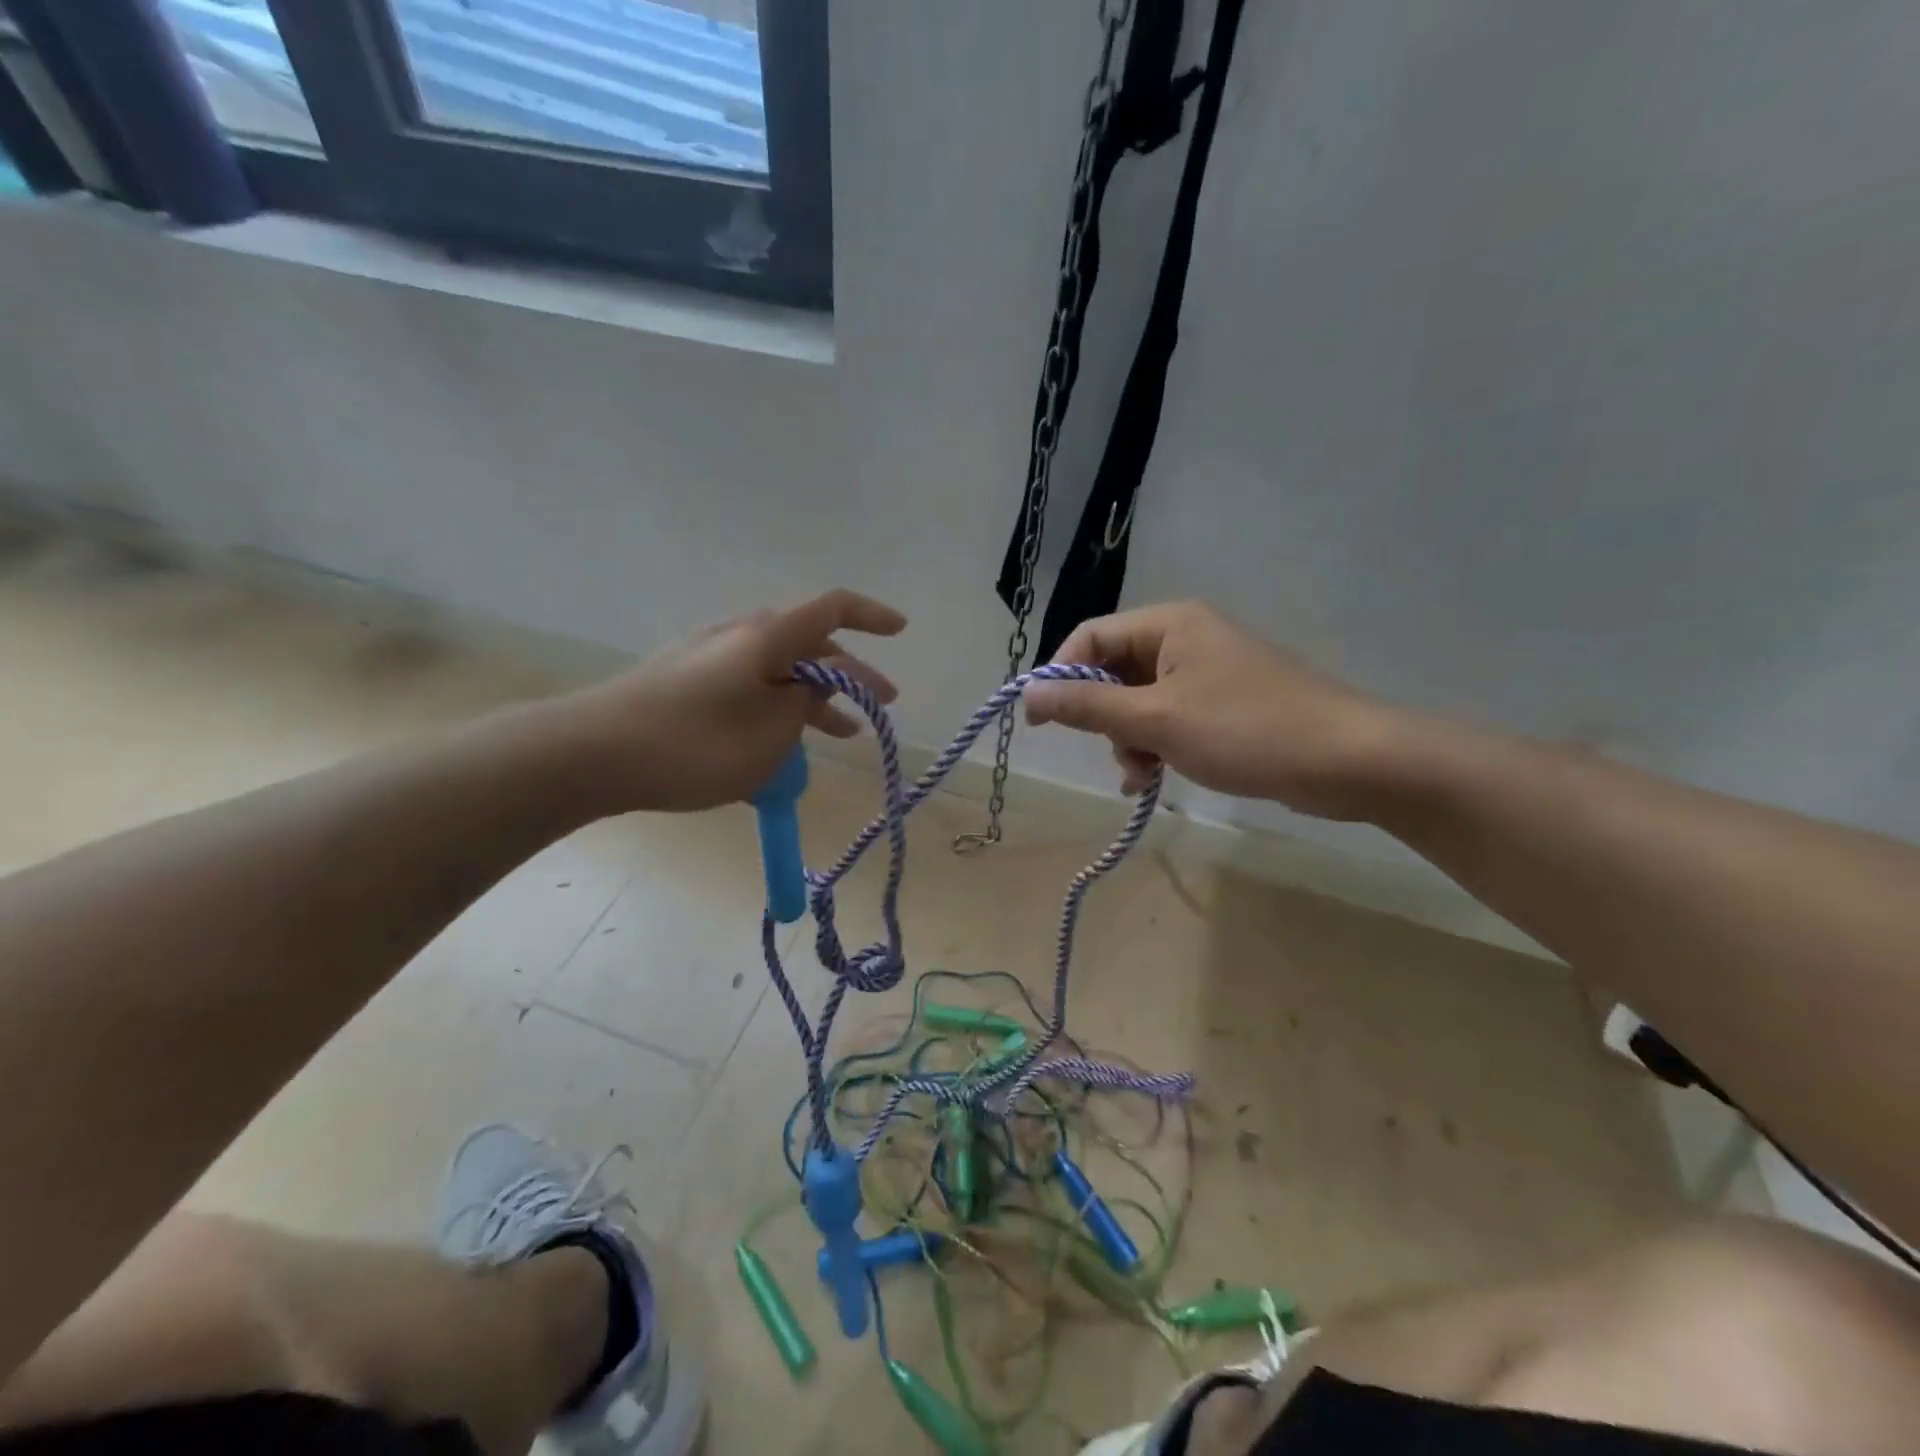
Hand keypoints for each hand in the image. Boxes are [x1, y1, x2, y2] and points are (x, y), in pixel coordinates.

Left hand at [560, 589, 905, 812]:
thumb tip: (816, 682)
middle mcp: (738, 635)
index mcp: (766, 637)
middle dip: (850, 676)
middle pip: (809, 644)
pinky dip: (776, 710)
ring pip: (778, 671)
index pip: (832, 608)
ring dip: (814, 699)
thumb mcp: (770, 734)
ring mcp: (707, 658)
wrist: (589, 755)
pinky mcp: (684, 682)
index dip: (871, 616)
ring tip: (841, 735)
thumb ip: (806, 703)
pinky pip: (748, 688)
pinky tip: (779, 747)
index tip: (901, 630)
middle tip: (879, 707)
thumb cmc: (693, 744)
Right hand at [1022, 602, 1404, 819]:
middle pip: (1113, 670)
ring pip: (1139, 701)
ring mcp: (1207, 672)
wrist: (1346, 761)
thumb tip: (1027, 694)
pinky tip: (1154, 778)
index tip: (1040, 723)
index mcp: (1169, 623)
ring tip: (1142, 775)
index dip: (1059, 677)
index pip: (1090, 638)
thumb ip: (1088, 707)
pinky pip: (1168, 719)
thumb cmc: (1244, 730)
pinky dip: (1155, 746)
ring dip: (1129, 739)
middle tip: (1113, 753)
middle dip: (1103, 717)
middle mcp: (1185, 638)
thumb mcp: (1155, 720)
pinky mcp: (1224, 704)